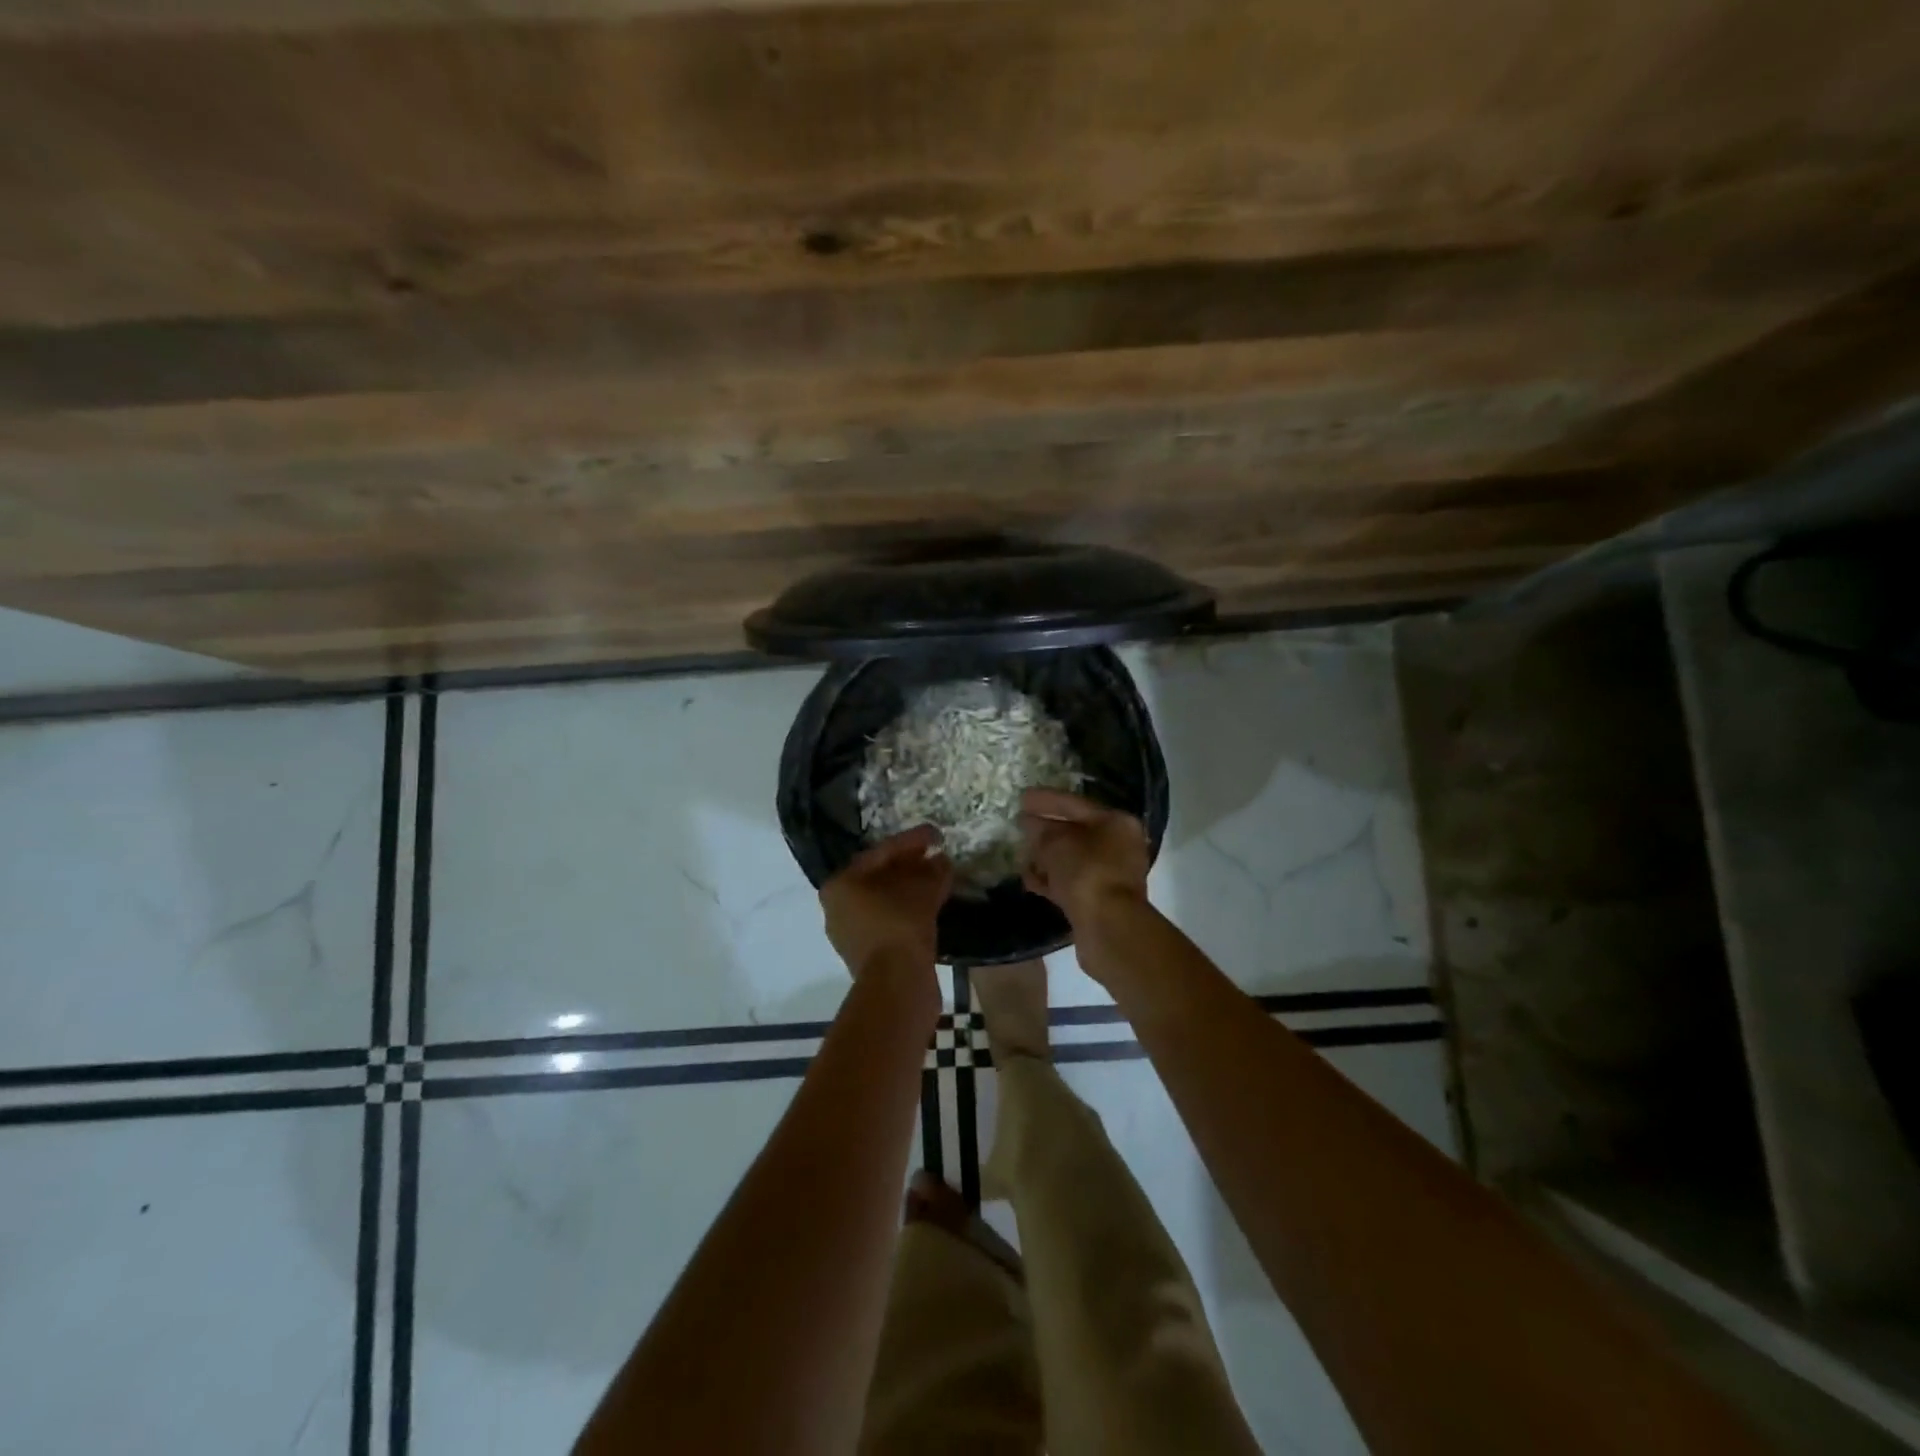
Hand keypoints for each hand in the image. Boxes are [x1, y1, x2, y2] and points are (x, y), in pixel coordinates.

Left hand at [820, 825, 952, 980]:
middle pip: (879, 877)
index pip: (880, 853)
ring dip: (911, 889)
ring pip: (885, 901)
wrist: (897, 983)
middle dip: (910, 865)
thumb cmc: (901, 923)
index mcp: (840, 884)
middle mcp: (837, 907)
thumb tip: (941, 861)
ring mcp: (850, 933)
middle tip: (936, 856)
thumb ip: (933, 869)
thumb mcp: (924, 888)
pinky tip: (931, 906)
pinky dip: (909, 911)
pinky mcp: (867, 955)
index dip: (912, 841)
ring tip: (938, 879)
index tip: (937, 835)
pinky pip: (889, 922)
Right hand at [1019, 788, 1150, 925]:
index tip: (1022, 798)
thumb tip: (1030, 824)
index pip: (1075, 804)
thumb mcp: (1056, 843)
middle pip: (1076, 832)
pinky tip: (1029, 879)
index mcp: (1117, 822)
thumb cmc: (1086, 871)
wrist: (1108, 926)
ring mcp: (1112, 874)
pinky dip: (1052, 879)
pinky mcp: (1101, 900)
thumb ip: (1041, 830)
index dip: (1046, 800)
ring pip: (1073, 859)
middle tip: (1020, 824)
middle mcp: (1119, 845)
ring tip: (1020, 853)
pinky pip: (1072, 881)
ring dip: (1047, 857)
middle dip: (1046, 830)